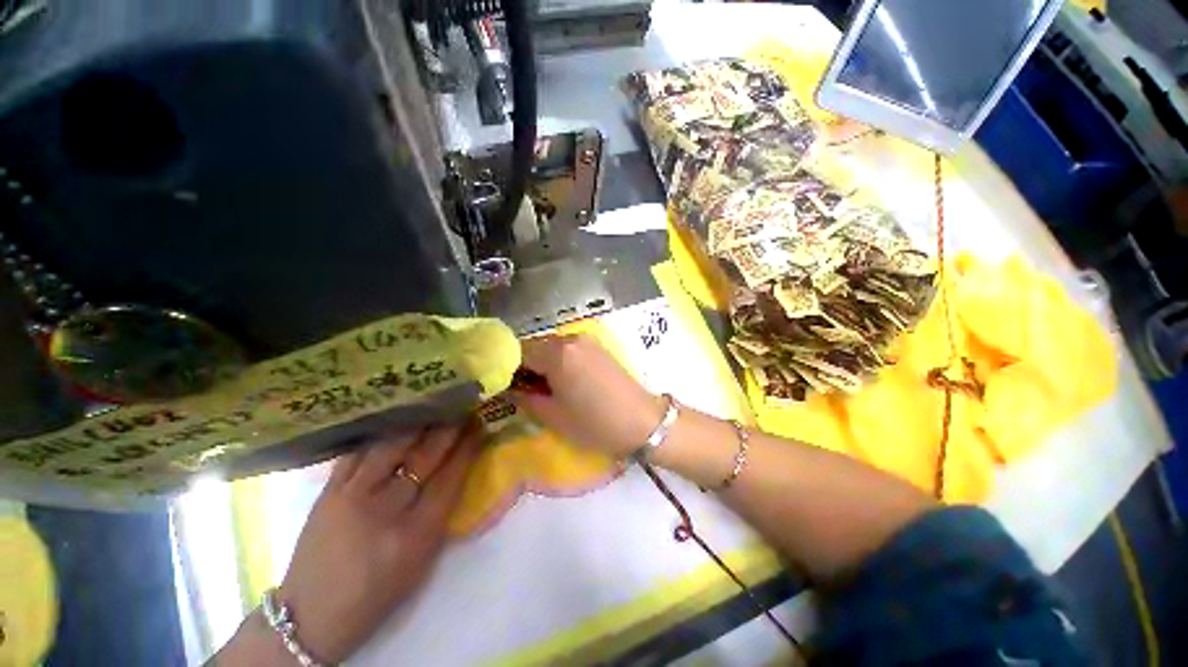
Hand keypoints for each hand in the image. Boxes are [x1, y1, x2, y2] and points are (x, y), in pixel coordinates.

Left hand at [276, 422, 481, 662]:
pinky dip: (380, 435)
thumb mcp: (421, 560)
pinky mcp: (327, 493)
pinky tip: (394, 422)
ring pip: (391, 447)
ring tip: (433, 407)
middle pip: (424, 458)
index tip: (479, 426)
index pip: (450, 478)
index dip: (467, 448)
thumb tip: (457, 469)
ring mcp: (351, 498)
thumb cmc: (377, 593)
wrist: (310, 615)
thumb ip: (440, 513)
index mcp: (415, 535)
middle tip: (462, 409)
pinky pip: (358, 452)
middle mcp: (384, 511)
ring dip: (417, 424)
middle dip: (447, 429)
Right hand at [514, 334, 665, 457]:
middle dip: (523, 365)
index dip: (505, 368)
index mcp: (557, 353)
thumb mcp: (553, 415)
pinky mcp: (597, 346)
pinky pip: (567, 348)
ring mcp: (586, 339)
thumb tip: (509, 388)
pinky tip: (561, 380)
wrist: (642, 422)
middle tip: (521, 389)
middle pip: (534, 345)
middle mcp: (570, 338)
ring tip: (542, 387)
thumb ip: (525, 397)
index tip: (501, 386)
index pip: (517, 352)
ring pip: (551, 346)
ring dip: (541, 362)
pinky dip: (558, 360)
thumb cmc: (595, 424)